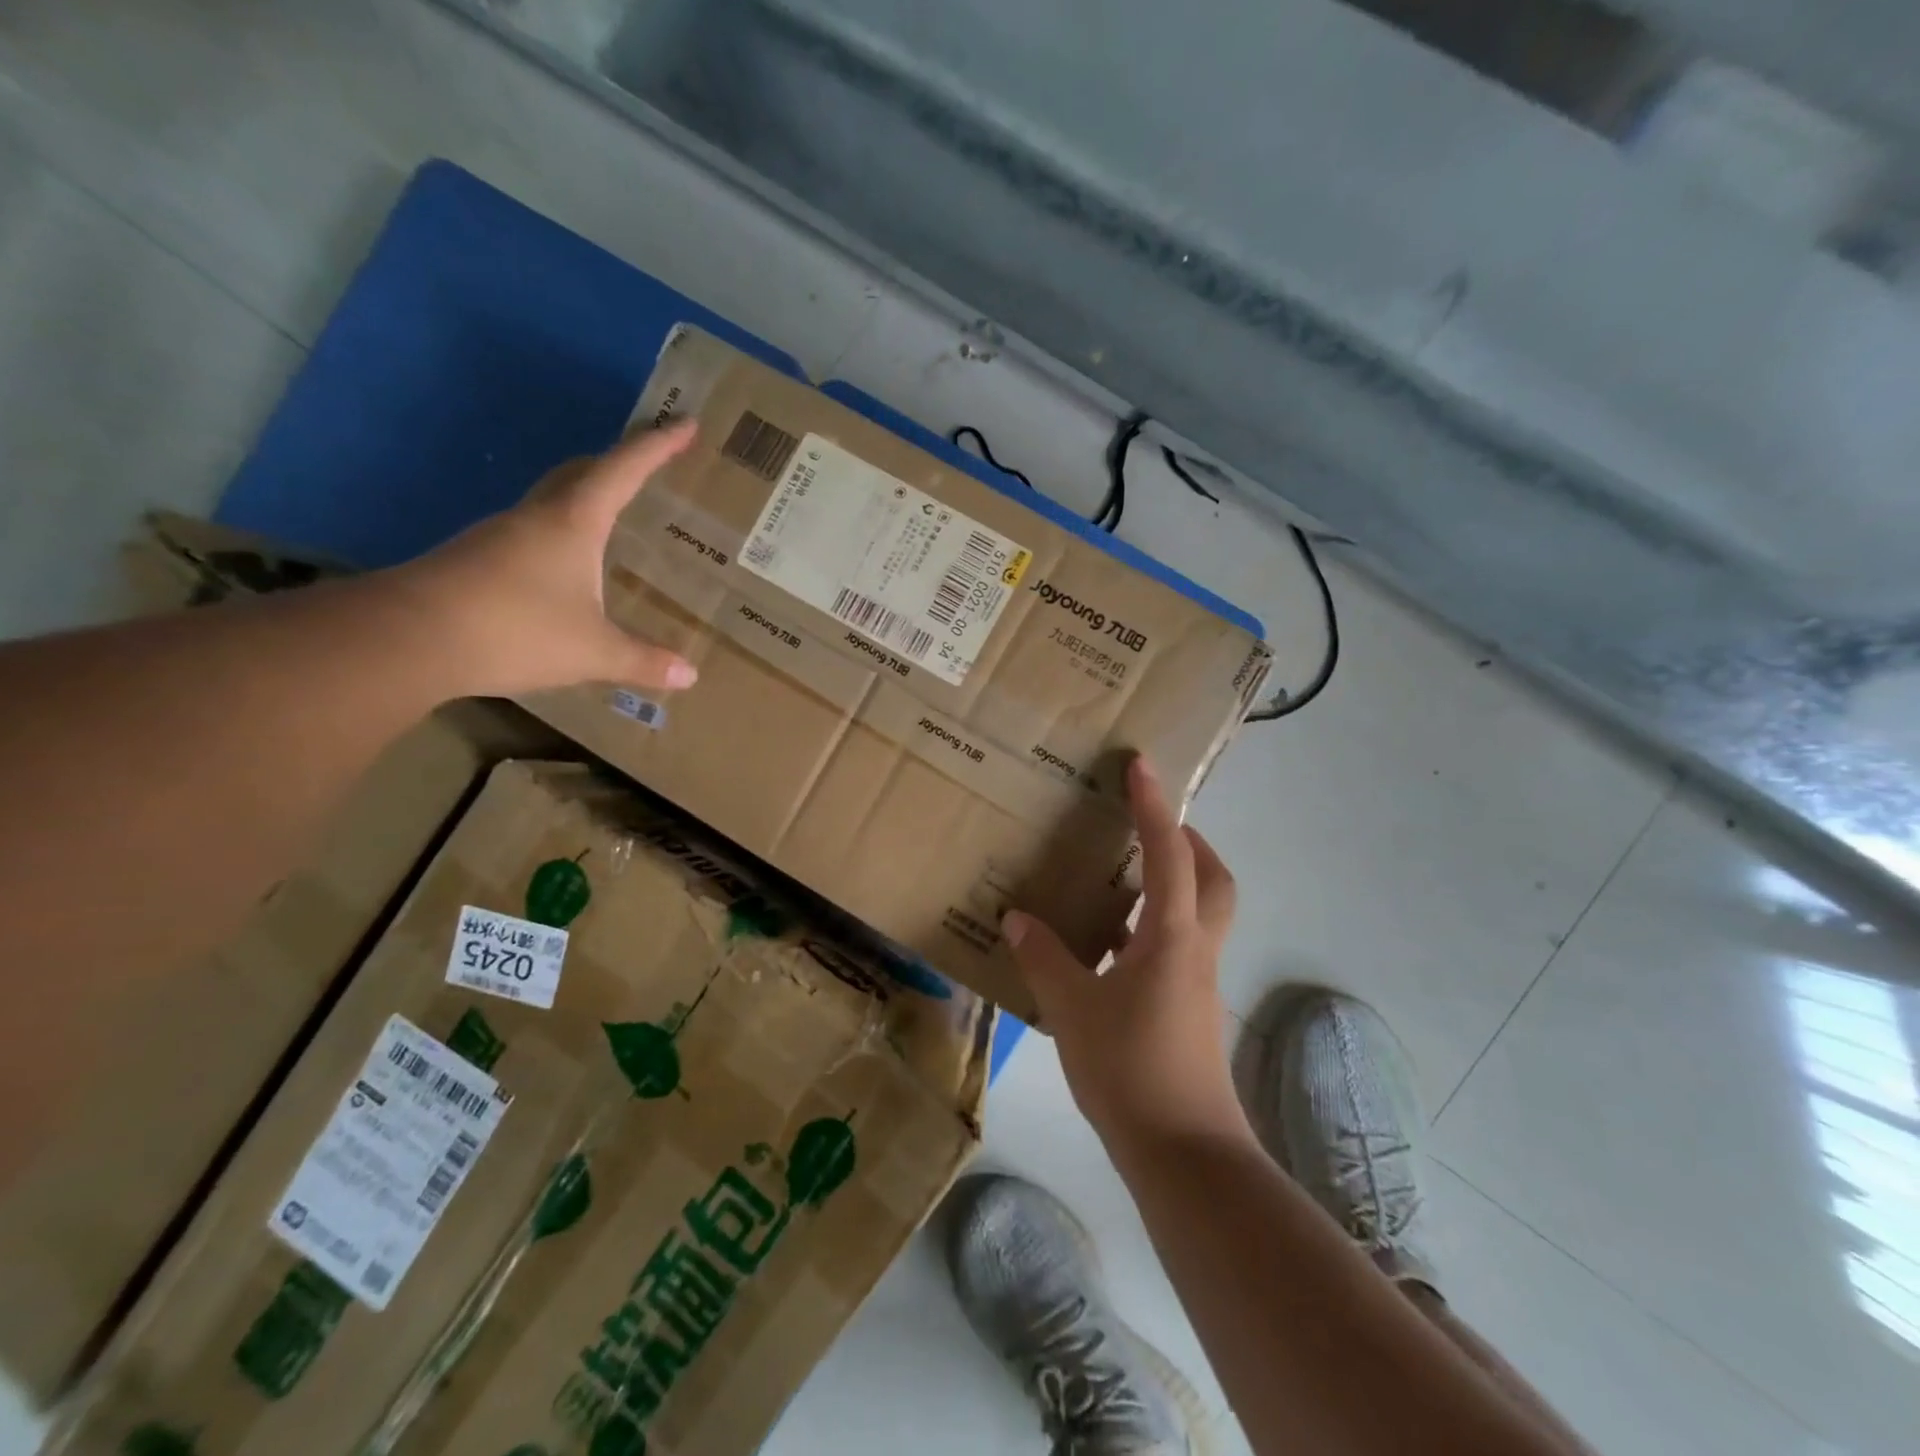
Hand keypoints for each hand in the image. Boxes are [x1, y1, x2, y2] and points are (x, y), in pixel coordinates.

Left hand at [395, 422, 700, 697]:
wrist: (407, 639)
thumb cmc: (514, 630)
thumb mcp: (593, 651)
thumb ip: (644, 661)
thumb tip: (690, 676)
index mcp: (572, 523)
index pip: (623, 470)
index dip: (657, 446)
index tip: (686, 424)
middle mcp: (534, 517)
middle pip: (579, 473)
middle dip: (616, 463)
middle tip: (647, 465)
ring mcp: (498, 537)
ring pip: (550, 501)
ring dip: (583, 498)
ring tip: (611, 517)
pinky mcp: (475, 561)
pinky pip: (529, 532)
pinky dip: (559, 533)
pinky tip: (564, 566)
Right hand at [1003, 755, 1248, 1151]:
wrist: (1183, 1152)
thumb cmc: (1130, 1069)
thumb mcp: (1072, 1008)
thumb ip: (1045, 957)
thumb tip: (1017, 917)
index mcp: (1170, 935)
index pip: (1168, 853)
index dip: (1155, 806)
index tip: (1141, 766)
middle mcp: (1194, 948)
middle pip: (1213, 879)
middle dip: (1188, 842)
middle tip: (1148, 826)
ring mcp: (1197, 980)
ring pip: (1200, 913)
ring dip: (1173, 883)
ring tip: (1122, 877)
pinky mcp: (1189, 1007)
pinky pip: (1178, 946)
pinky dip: (1153, 928)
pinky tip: (1111, 945)